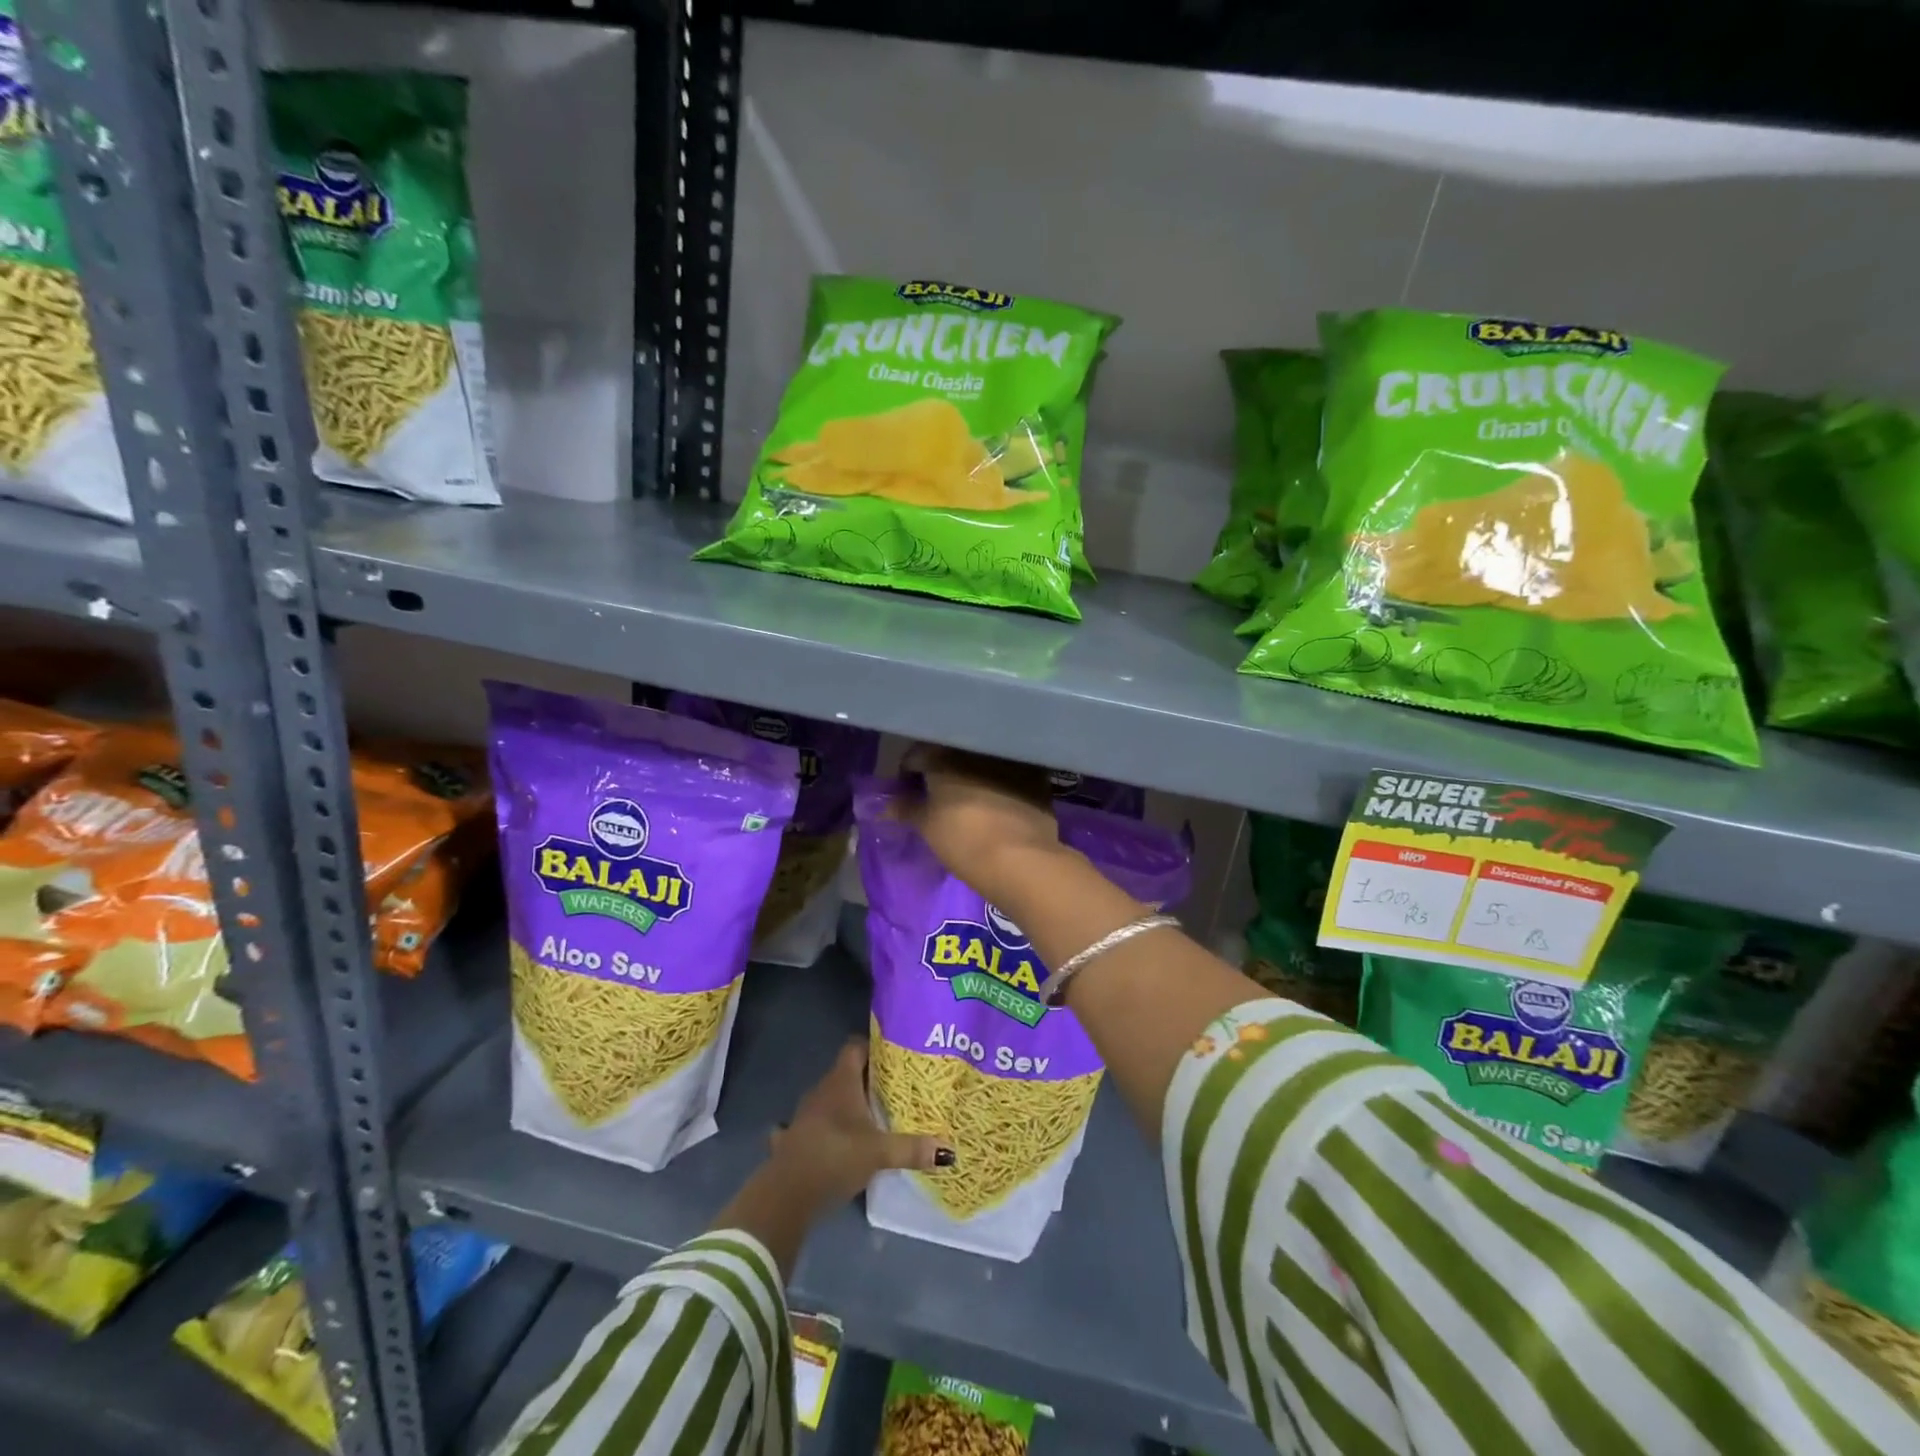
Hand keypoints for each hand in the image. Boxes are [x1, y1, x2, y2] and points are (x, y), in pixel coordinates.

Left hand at [768, 1039, 952, 1206]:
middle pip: (845, 1073)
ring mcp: (803, 1115)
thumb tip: (948, 1149)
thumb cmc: (835, 1157)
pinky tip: (832, 1140)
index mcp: (841, 1082)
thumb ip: (912, 1148)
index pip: (855, 1047)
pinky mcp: (792, 1140)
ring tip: (870, 1116)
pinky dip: (821, 1129)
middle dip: (866, 1080)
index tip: (894, 1058)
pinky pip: (810, 1126)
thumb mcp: (879, 1153)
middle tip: (892, 1090)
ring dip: (845, 1105)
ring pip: (828, 1100)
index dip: (873, 1048)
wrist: (786, 1195)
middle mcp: (820, 1091)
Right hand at [896, 745, 1063, 897]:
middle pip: (952, 754)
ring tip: (968, 797)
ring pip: (983, 761)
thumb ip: (906, 809)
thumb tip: (887, 805)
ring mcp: (1010, 758)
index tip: (908, 790)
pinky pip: (1010, 773)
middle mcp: (977, 747)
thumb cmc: (962, 838)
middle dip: (943, 769)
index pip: (916, 755)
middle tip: (937, 792)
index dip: (909, 773)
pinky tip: (998, 801)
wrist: (1020, 858)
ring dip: (973, 773)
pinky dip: (1001, 782)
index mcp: (944, 754)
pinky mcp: (1037, 776)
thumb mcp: (926, 826)